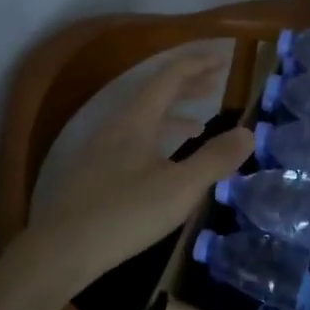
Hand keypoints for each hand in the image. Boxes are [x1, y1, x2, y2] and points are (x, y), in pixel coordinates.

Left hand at [21, 50, 254, 290]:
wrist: (60, 250)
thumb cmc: (124, 214)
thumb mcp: (180, 188)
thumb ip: (215, 159)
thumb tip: (249, 133)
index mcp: (136, 120)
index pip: (169, 77)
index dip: (198, 64)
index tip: (223, 59)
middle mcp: (117, 127)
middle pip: (155, 94)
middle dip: (187, 85)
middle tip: (215, 82)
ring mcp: (102, 150)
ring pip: (143, 119)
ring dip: (173, 114)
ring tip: (200, 123)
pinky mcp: (95, 174)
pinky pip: (134, 141)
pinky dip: (158, 140)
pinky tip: (165, 163)